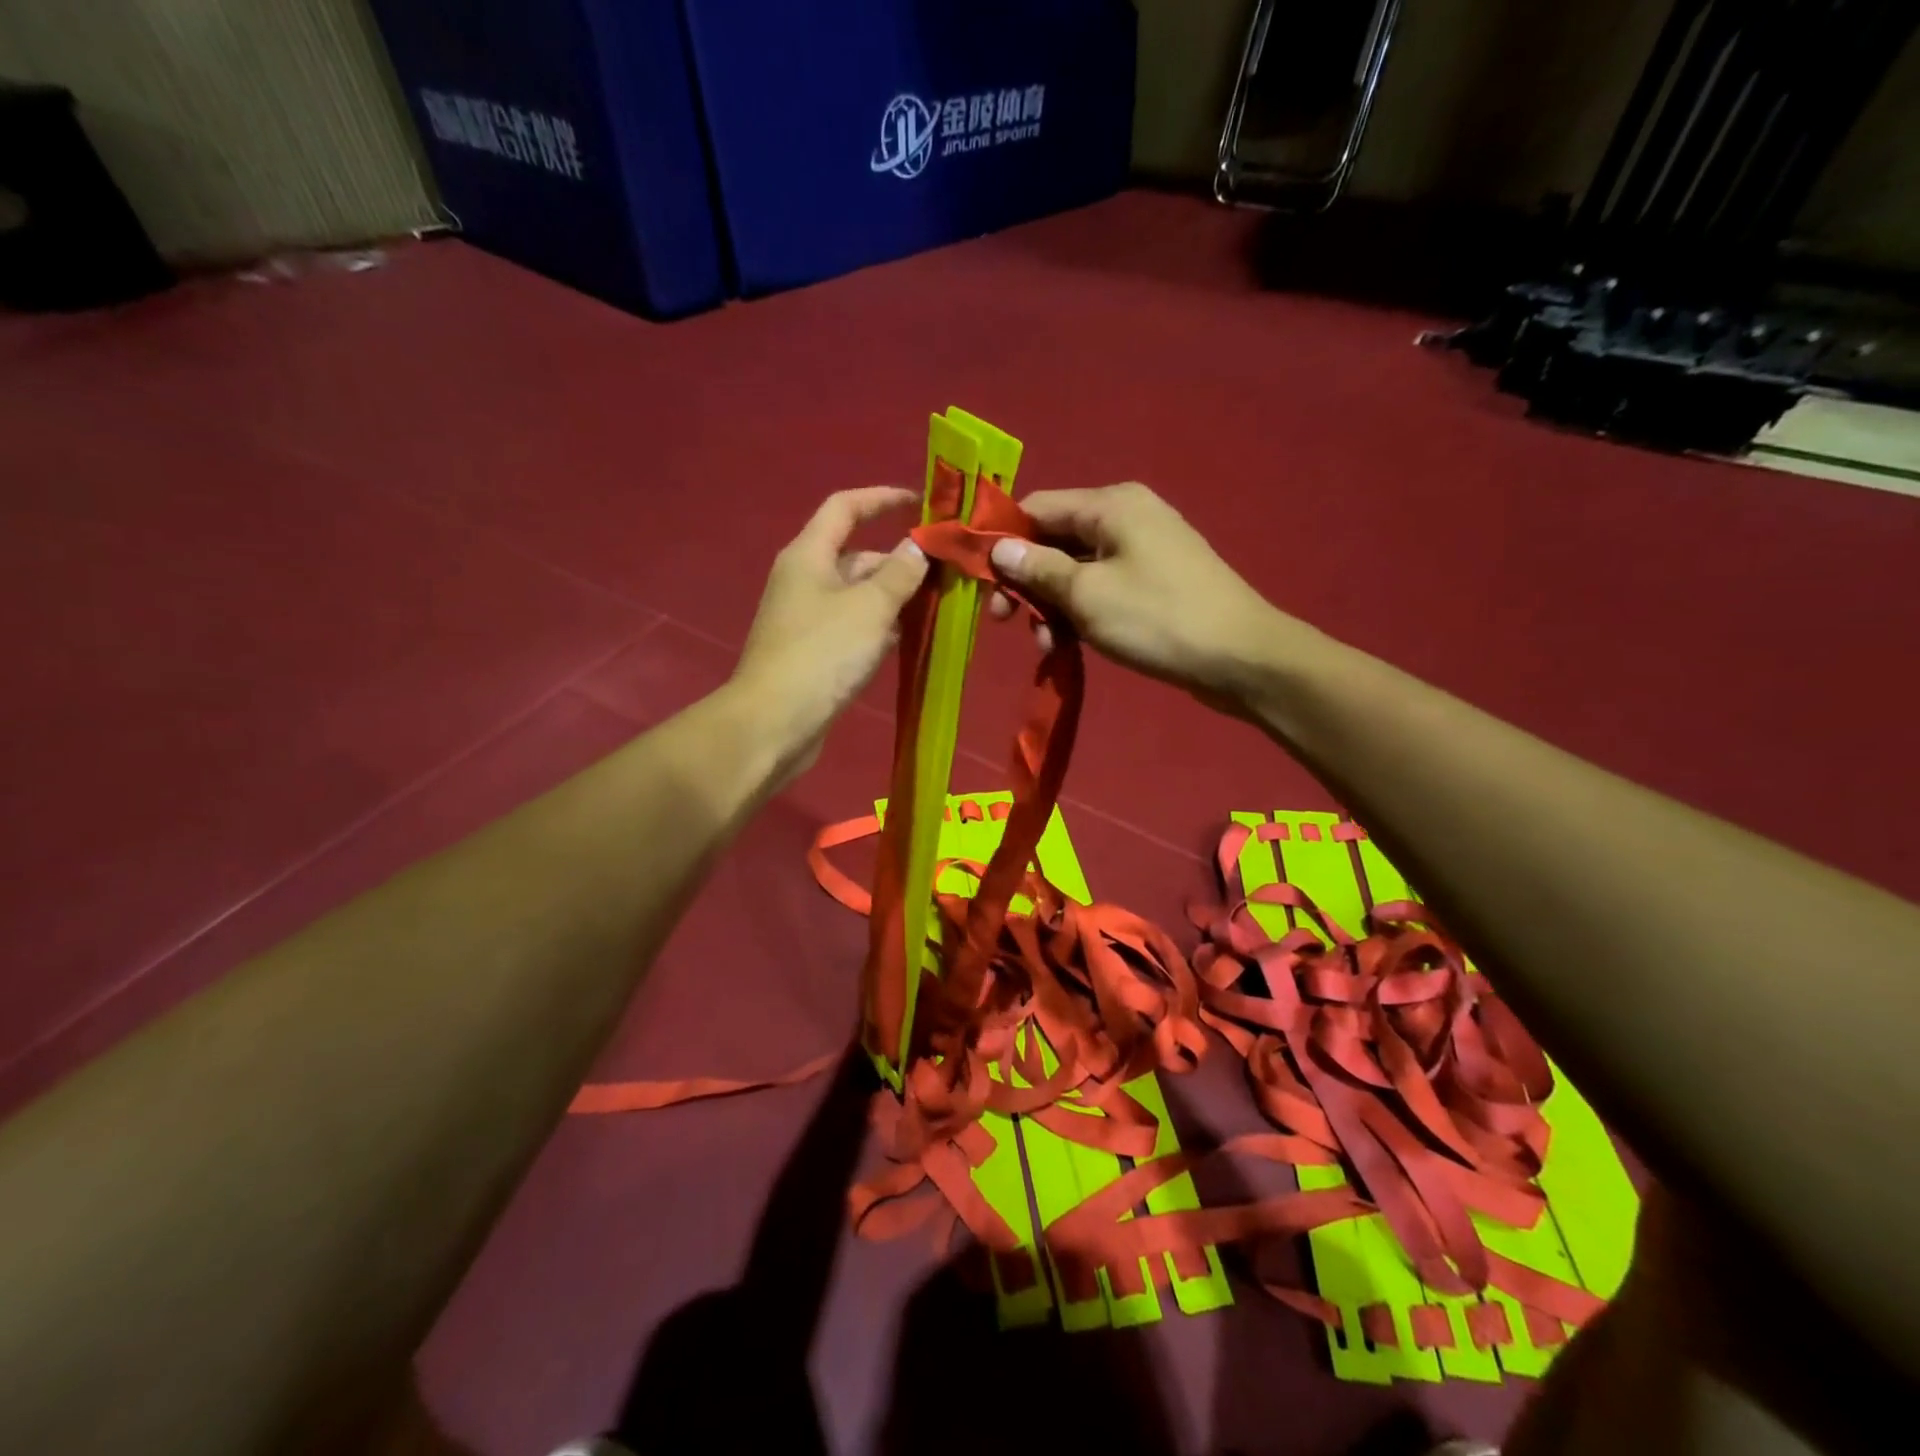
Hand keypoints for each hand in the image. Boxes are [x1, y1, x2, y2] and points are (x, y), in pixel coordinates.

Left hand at [732, 486, 928, 778]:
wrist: (774, 723)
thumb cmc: (822, 655)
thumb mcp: (870, 607)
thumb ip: (900, 573)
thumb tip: (919, 547)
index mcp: (809, 555)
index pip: (845, 507)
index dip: (882, 499)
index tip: (921, 504)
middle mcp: (805, 579)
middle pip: (857, 555)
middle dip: (900, 561)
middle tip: (947, 573)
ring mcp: (808, 618)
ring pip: (859, 595)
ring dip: (895, 597)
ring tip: (939, 606)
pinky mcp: (814, 652)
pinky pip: (854, 626)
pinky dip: (881, 626)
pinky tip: (910, 639)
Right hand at [985, 482, 1287, 708]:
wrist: (1241, 658)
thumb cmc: (1158, 618)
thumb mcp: (1087, 594)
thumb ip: (1038, 568)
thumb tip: (999, 547)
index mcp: (1110, 505)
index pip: (1036, 507)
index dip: (1002, 540)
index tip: (979, 581)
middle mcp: (1126, 517)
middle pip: (1054, 540)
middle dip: (1027, 581)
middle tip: (1006, 622)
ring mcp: (1142, 550)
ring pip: (1075, 570)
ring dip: (1052, 605)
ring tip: (1047, 646)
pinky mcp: (1152, 582)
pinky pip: (1100, 589)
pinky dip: (1079, 613)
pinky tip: (1069, 645)